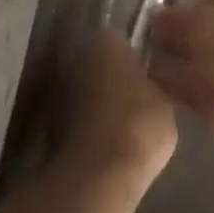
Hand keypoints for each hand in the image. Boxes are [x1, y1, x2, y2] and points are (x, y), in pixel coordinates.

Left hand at [56, 25, 177, 195]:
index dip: (136, 58)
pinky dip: (87, 121)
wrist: (97, 173)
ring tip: (123, 124)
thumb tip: (147, 81)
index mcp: (105, 39)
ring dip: (98, 99)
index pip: (122, 39)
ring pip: (85, 87)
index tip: (148, 77)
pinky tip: (106, 140)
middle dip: (113, 76)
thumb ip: (153, 82)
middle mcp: (77, 54)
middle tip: (136, 99)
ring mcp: (58, 86)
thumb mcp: (164, 100)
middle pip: (99, 61)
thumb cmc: (139, 124)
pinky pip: (76, 113)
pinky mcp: (49, 118)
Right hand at [145, 0, 213, 150]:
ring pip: (190, 54)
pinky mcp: (213, 100)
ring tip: (133, 44)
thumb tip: (154, 12)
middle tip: (142, 16)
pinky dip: (165, 80)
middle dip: (173, 19)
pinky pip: (184, 85)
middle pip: (200, 22)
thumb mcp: (204, 22)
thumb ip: (177, 15)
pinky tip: (139, 75)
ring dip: (166, 50)